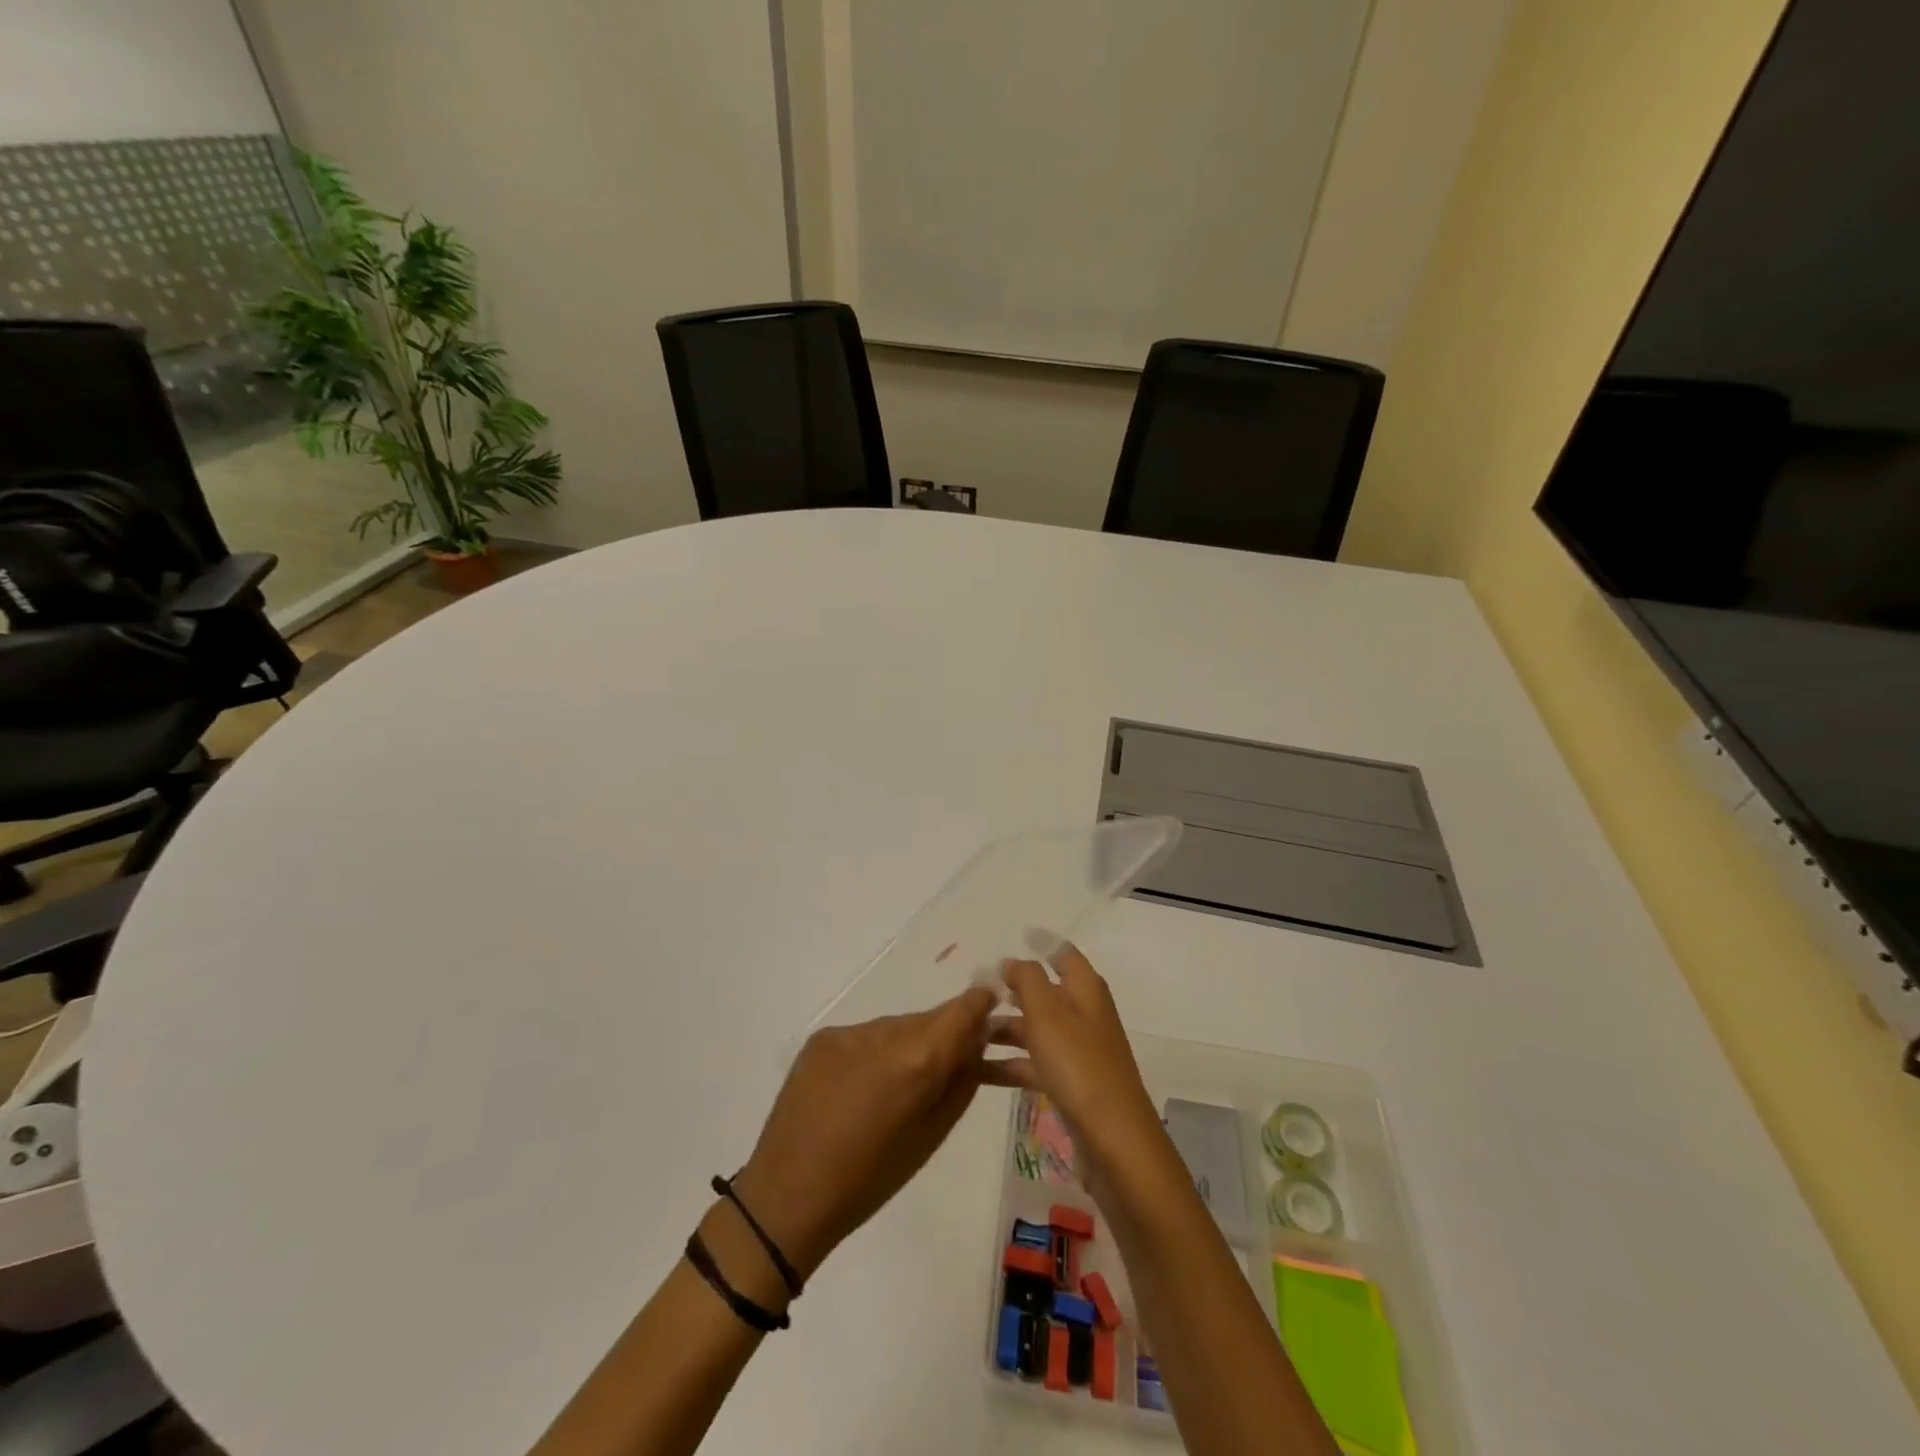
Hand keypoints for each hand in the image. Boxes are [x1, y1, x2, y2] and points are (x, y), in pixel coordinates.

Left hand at [730, 986, 998, 1281]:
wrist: (787, 1195)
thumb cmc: (870, 1179)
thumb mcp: (931, 1136)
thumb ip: (960, 1083)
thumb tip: (976, 1046)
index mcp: (917, 1060)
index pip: (963, 1009)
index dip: (981, 1006)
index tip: (991, 1011)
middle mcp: (884, 1032)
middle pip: (928, 1020)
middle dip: (941, 1038)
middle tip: (944, 1070)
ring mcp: (849, 1032)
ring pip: (896, 1028)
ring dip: (906, 1047)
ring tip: (896, 1088)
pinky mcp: (822, 1038)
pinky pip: (864, 1037)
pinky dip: (874, 1054)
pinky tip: (861, 1088)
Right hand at [981, 945, 1166, 1184]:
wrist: (1114, 1141)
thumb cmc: (1079, 1065)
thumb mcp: (1047, 1013)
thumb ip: (1027, 980)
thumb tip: (1012, 960)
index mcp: (1085, 989)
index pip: (1062, 953)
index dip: (1041, 943)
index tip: (1015, 935)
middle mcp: (1084, 1014)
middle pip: (1044, 991)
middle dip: (1010, 988)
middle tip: (973, 988)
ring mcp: (1078, 1051)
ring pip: (1035, 1029)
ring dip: (1003, 1028)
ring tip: (964, 1033)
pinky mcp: (1070, 1084)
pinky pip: (1033, 1063)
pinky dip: (1008, 1063)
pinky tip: (976, 1071)